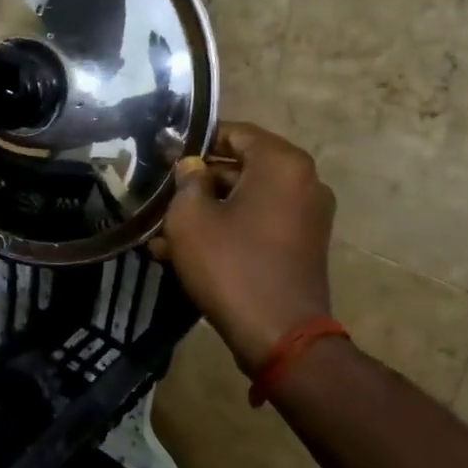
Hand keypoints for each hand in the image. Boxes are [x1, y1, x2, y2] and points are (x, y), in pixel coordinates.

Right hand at [152, 123, 335, 371]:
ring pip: (245, 199)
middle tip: (160, 197)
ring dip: (207, 211)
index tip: (164, 157)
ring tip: (163, 233)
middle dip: (198, 183)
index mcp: (282, 163)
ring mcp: (307, 215)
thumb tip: (192, 167)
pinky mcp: (302, 245)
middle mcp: (303, 181)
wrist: (279, 336)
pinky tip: (184, 252)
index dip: (195, 142)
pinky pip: (258, 223)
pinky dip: (227, 230)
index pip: (234, 132)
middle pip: (240, 167)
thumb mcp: (191, 216)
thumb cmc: (231, 264)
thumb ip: (187, 180)